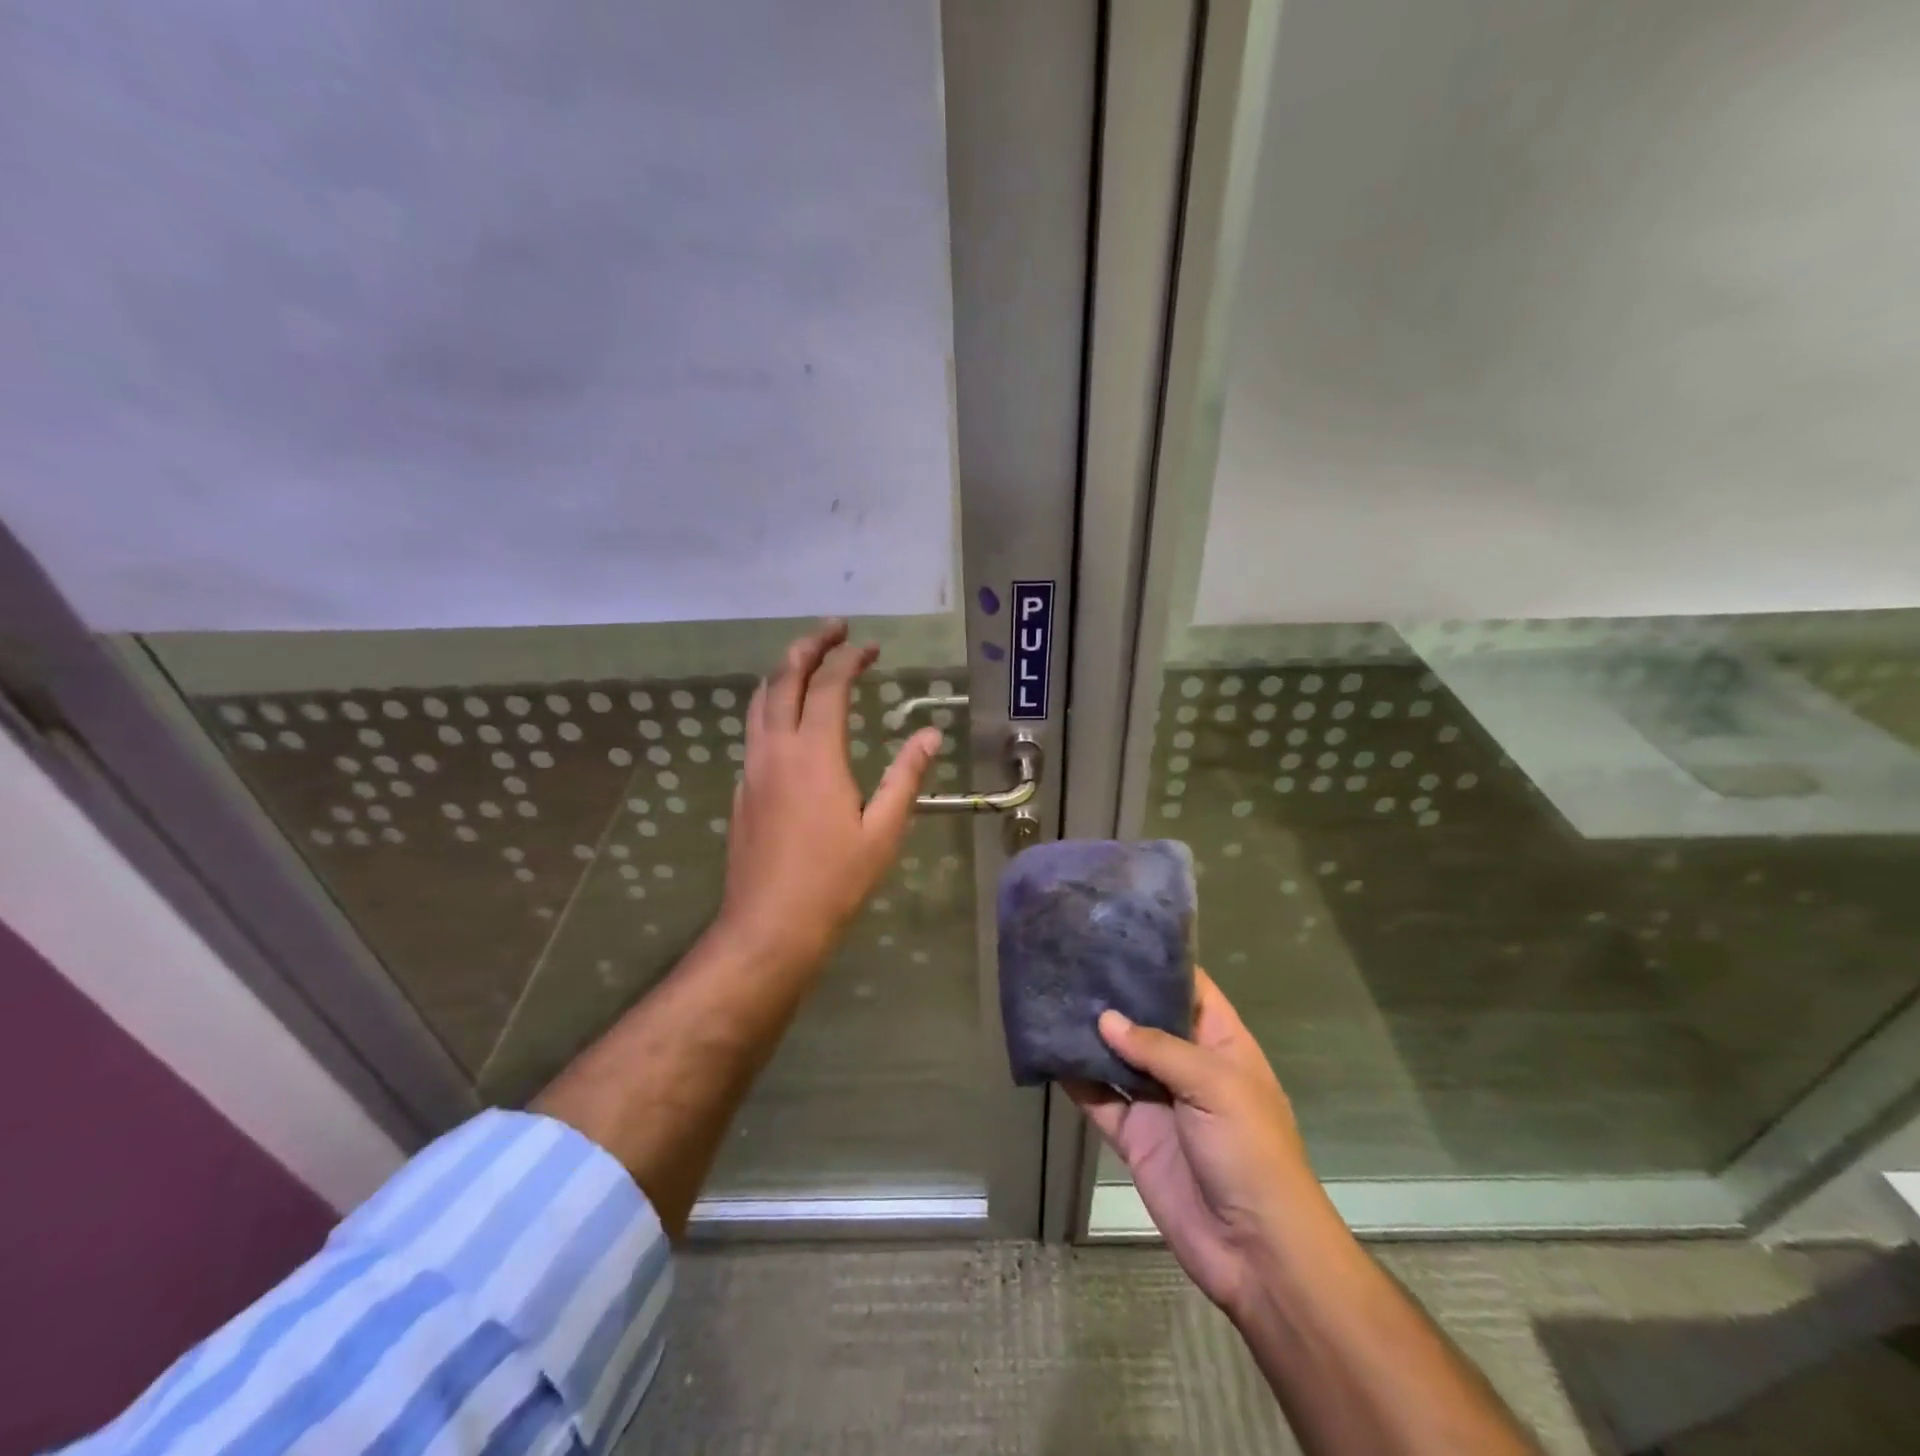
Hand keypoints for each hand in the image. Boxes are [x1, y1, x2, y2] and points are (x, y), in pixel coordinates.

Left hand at [714, 621, 940, 972]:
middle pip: (784, 679)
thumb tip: (930, 733)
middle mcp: (776, 749)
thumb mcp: (883, 830)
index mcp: (814, 754)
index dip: (849, 659)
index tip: (869, 646)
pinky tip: (787, 719)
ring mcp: (752, 768)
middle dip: (809, 647)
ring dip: (783, 672)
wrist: (769, 926)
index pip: (829, 686)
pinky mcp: (742, 790)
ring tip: (806, 659)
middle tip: (833, 629)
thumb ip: (906, 776)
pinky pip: (753, 730)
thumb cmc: (834, 880)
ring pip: (759, 701)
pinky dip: (771, 706)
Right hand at [1067, 970, 1330, 1319]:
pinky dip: (1075, 1077)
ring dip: (1089, 1033)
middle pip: (1146, 1018)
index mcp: (1221, 1042)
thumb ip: (1159, 1048)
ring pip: (1117, 1055)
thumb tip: (1104, 1019)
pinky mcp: (1133, 1135)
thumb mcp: (1216, 1085)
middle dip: (1114, 995)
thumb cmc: (1250, 1152)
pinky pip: (1099, 1098)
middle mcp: (1187, 1064)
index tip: (1115, 934)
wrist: (1256, 1253)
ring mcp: (1158, 1100)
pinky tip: (1047, 1050)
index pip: (1188, 988)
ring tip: (1052, 995)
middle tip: (1070, 959)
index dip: (1156, 961)